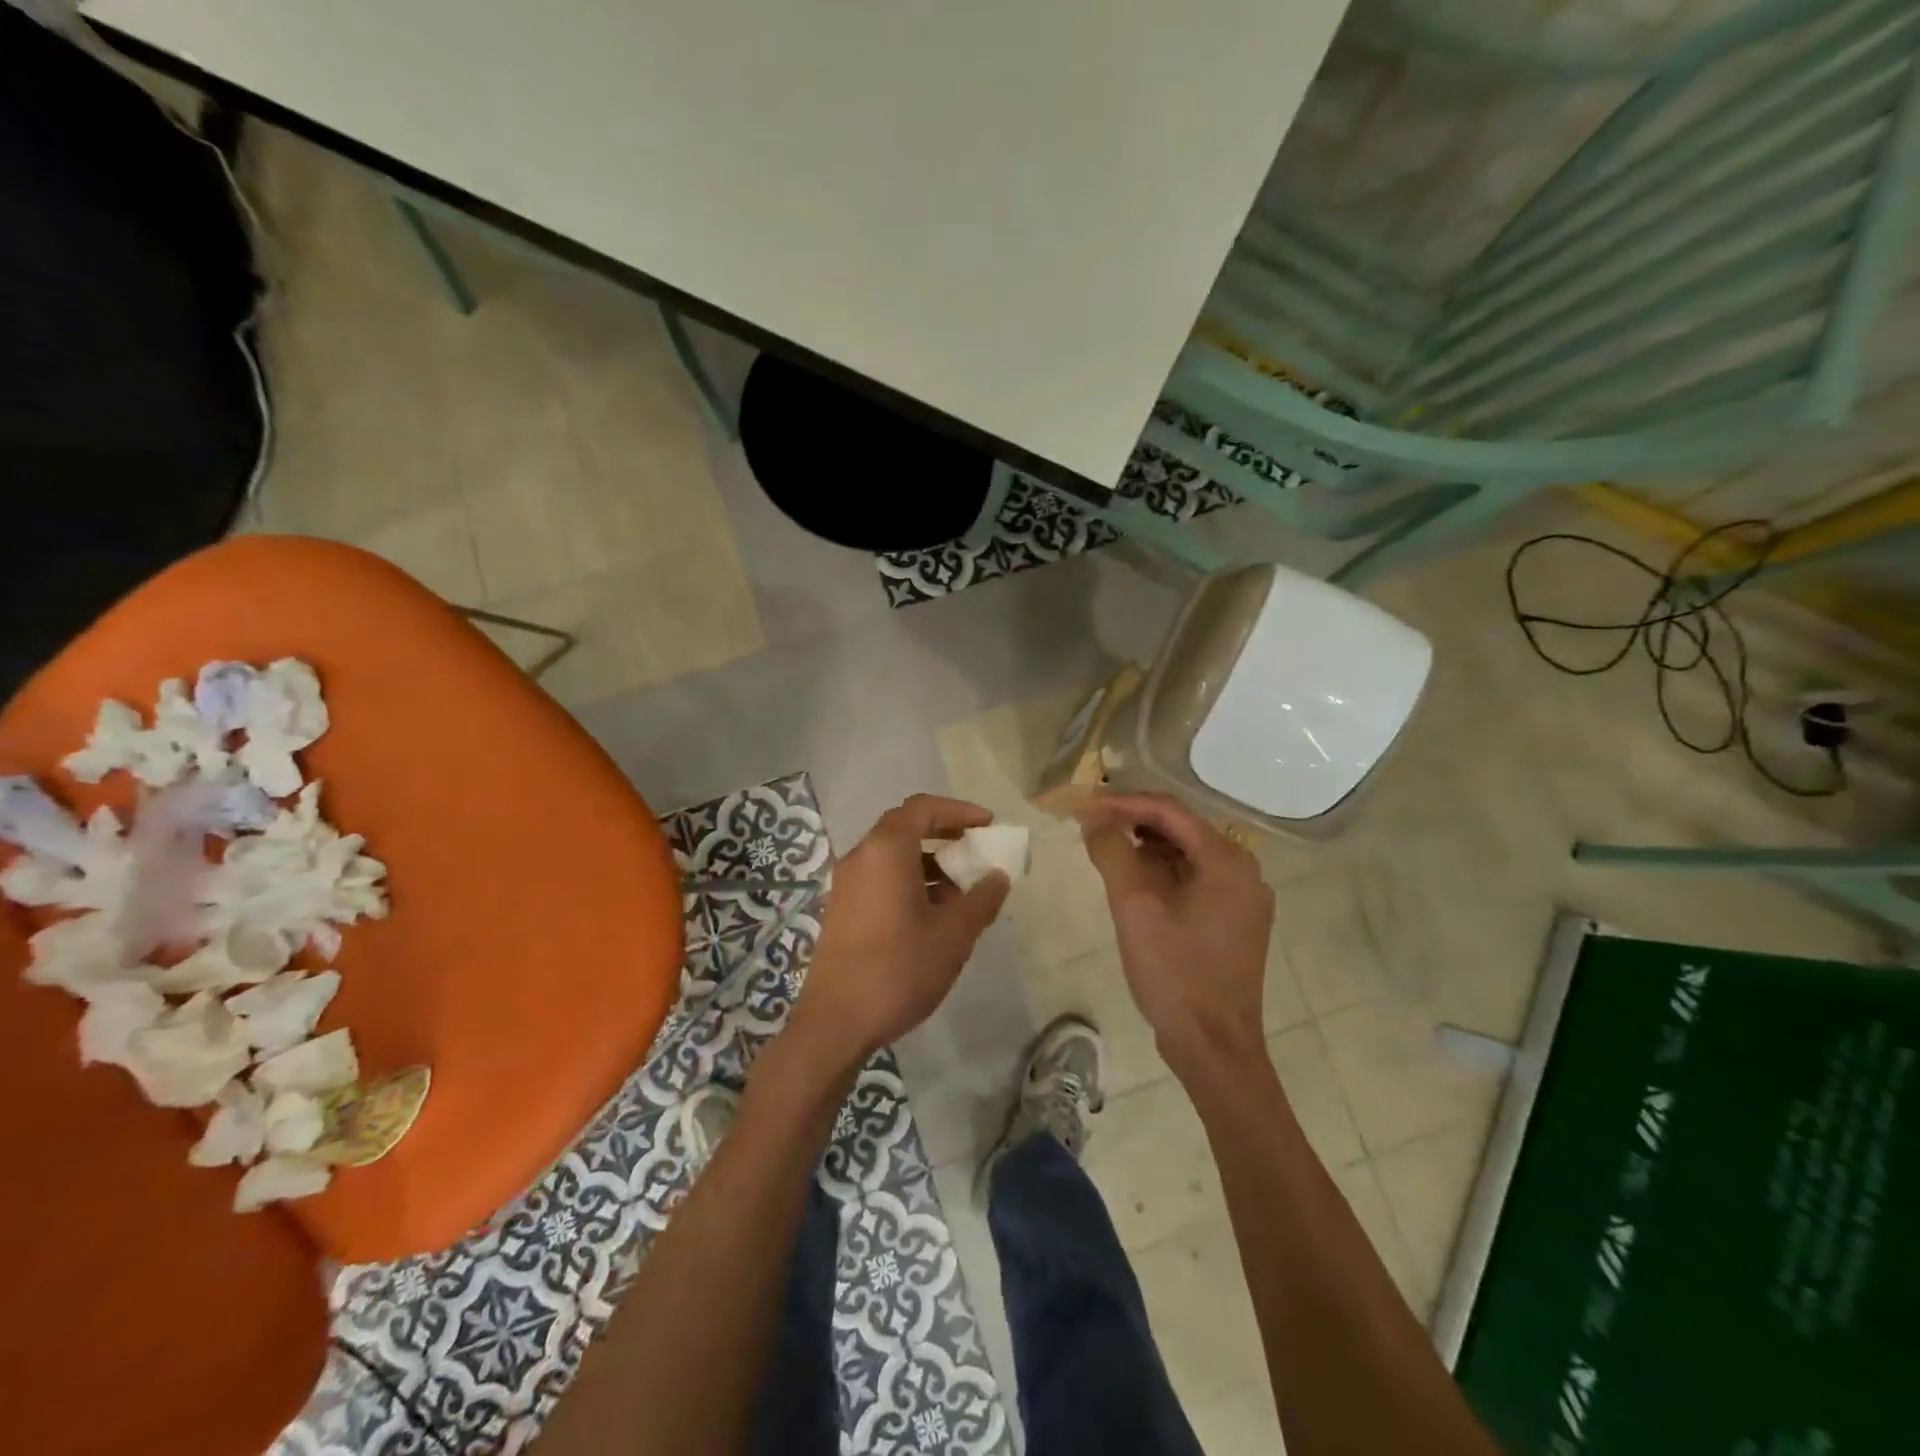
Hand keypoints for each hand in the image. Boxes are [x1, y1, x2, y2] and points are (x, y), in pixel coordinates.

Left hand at [788, 795, 1010, 1068]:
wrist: (836, 1022)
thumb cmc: (899, 969)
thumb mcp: (953, 934)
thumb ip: (981, 899)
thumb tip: (998, 876)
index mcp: (885, 851)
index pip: (923, 808)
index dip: (958, 811)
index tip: (987, 825)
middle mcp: (861, 857)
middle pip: (905, 827)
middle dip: (945, 835)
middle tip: (976, 851)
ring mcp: (846, 884)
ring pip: (893, 856)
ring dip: (929, 863)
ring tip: (960, 894)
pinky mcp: (842, 909)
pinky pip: (880, 878)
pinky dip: (909, 882)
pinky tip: (932, 916)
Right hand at [1078, 793, 1274, 1078]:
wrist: (1214, 1047)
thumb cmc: (1175, 973)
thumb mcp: (1135, 907)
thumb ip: (1112, 852)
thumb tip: (1092, 818)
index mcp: (1227, 860)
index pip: (1169, 811)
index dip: (1122, 802)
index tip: (1083, 806)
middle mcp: (1243, 870)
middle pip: (1180, 829)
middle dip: (1132, 822)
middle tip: (1089, 825)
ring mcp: (1242, 898)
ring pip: (1186, 855)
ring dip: (1145, 848)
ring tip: (1103, 850)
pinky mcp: (1234, 921)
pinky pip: (1194, 880)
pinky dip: (1161, 873)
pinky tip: (1132, 882)